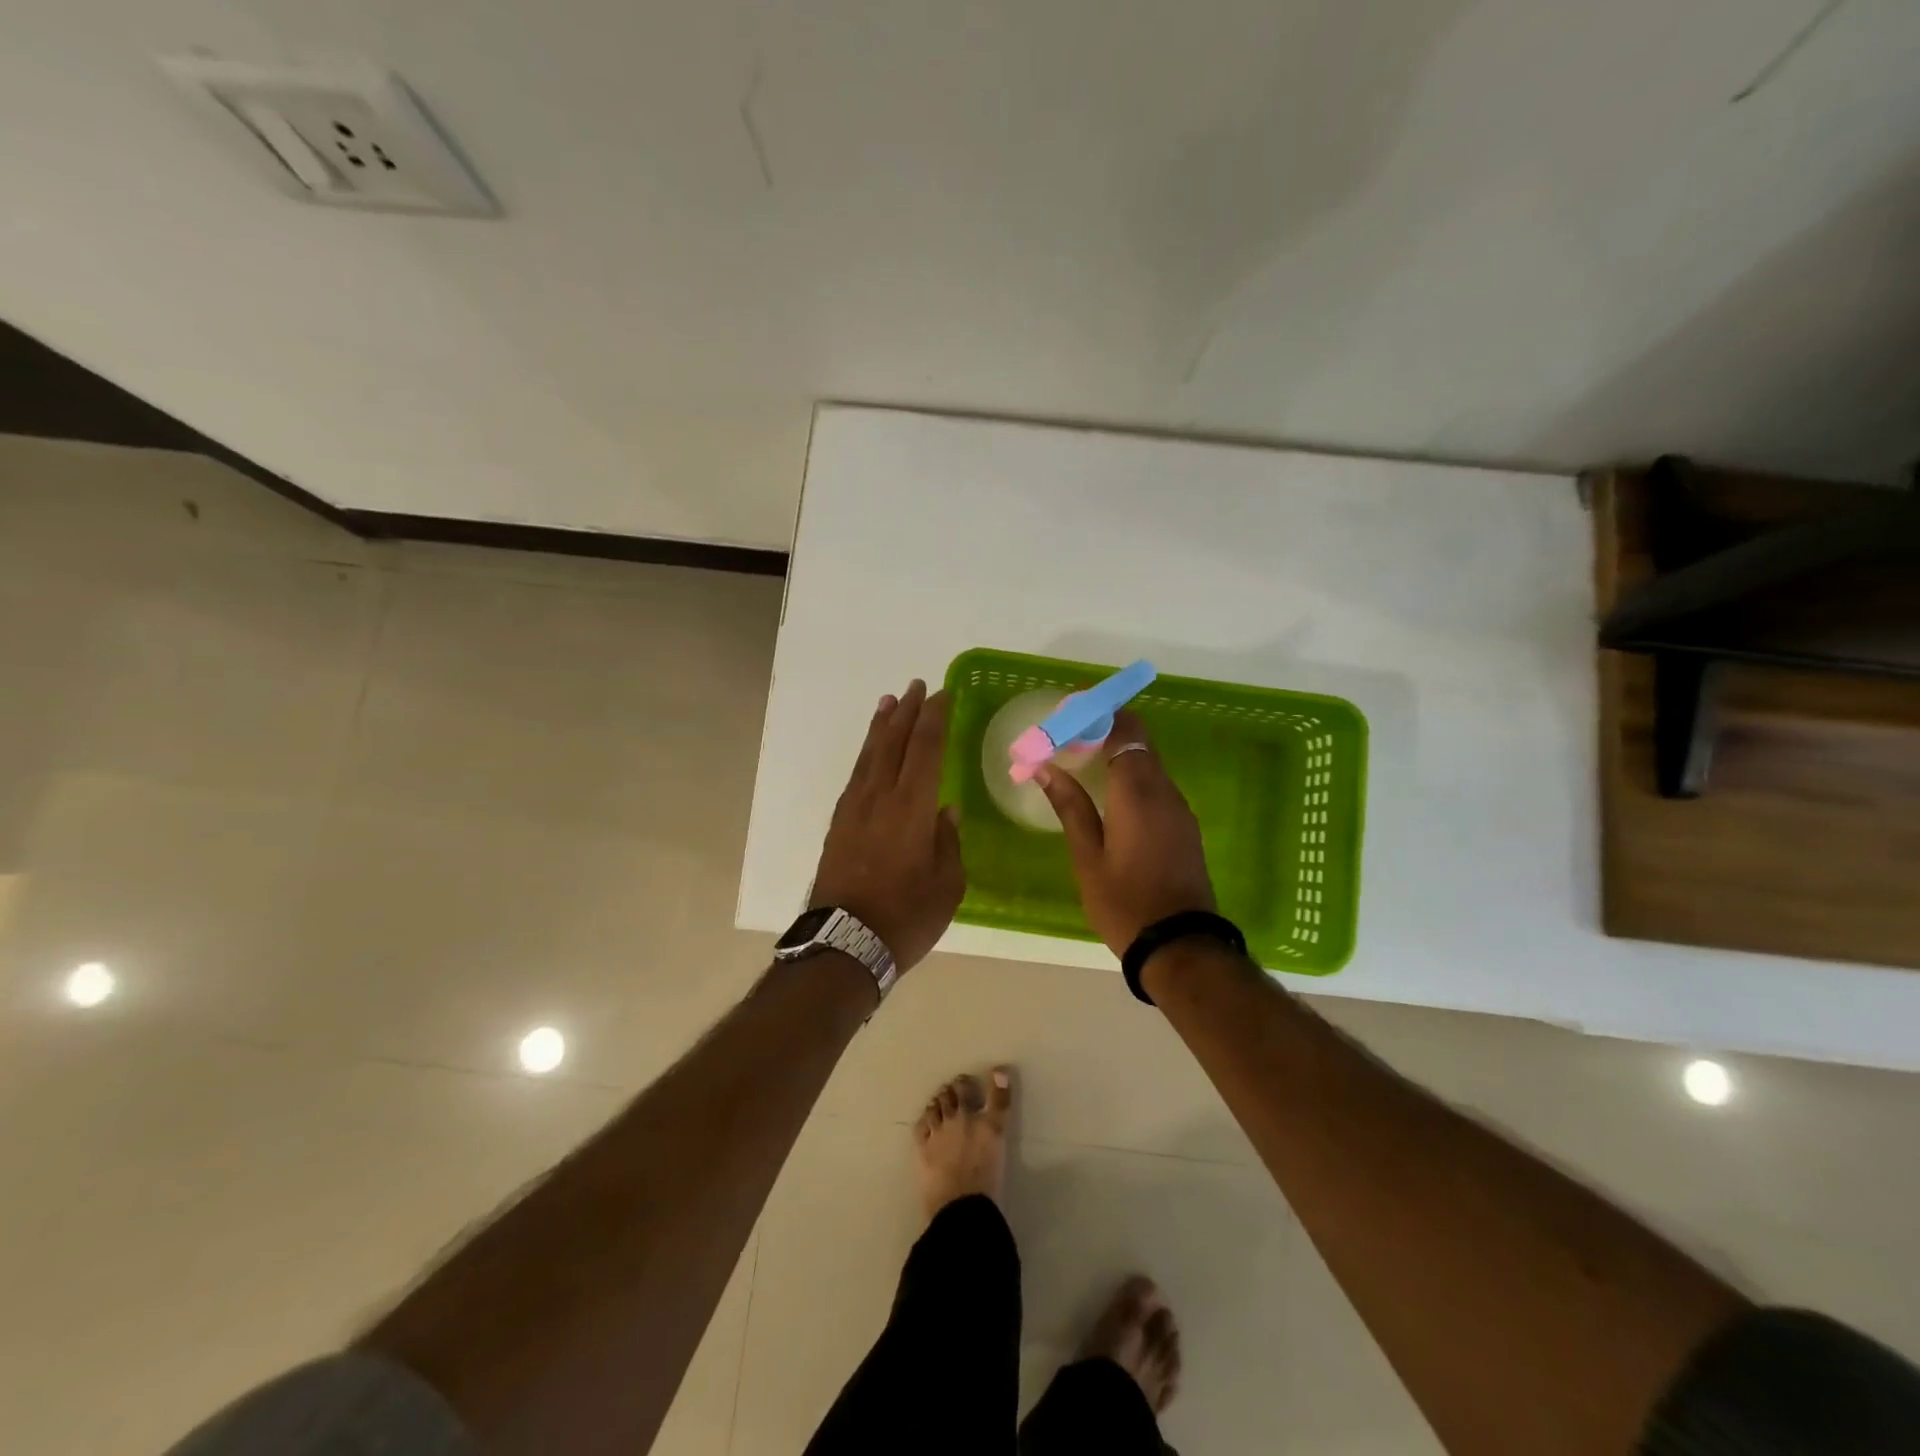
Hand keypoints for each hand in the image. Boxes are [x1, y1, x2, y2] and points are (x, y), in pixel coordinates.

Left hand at [810, 680, 964, 972]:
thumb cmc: (906, 917)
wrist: (844, 944)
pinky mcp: (839, 825)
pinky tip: (871, 753)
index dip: (935, 719)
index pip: (926, 749)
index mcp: (912, 808)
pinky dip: (866, 755)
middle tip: (917, 686)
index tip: (943, 695)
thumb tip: (946, 812)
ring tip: (889, 703)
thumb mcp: (947, 885)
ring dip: (881, 727)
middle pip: (894, 743)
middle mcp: (880, 798)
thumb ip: (948, 842)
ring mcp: (855, 809)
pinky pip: (856, 776)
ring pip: (870, 756)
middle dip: (907, 712)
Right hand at [1034, 709, 1216, 956]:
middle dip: (1104, 729)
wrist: (1180, 946)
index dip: (1099, 713)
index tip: (1069, 710)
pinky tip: (1106, 792)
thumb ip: (1069, 807)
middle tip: (1067, 736)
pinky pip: (1156, 784)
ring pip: (1149, 762)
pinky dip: (1131, 775)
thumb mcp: (1087, 857)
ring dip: (1117, 752)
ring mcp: (1179, 808)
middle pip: (1139, 740)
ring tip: (1079, 761)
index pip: (1124, 730)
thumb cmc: (1125, 903)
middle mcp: (1164, 791)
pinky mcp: (1184, 825)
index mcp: (1138, 793)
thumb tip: (1046, 768)